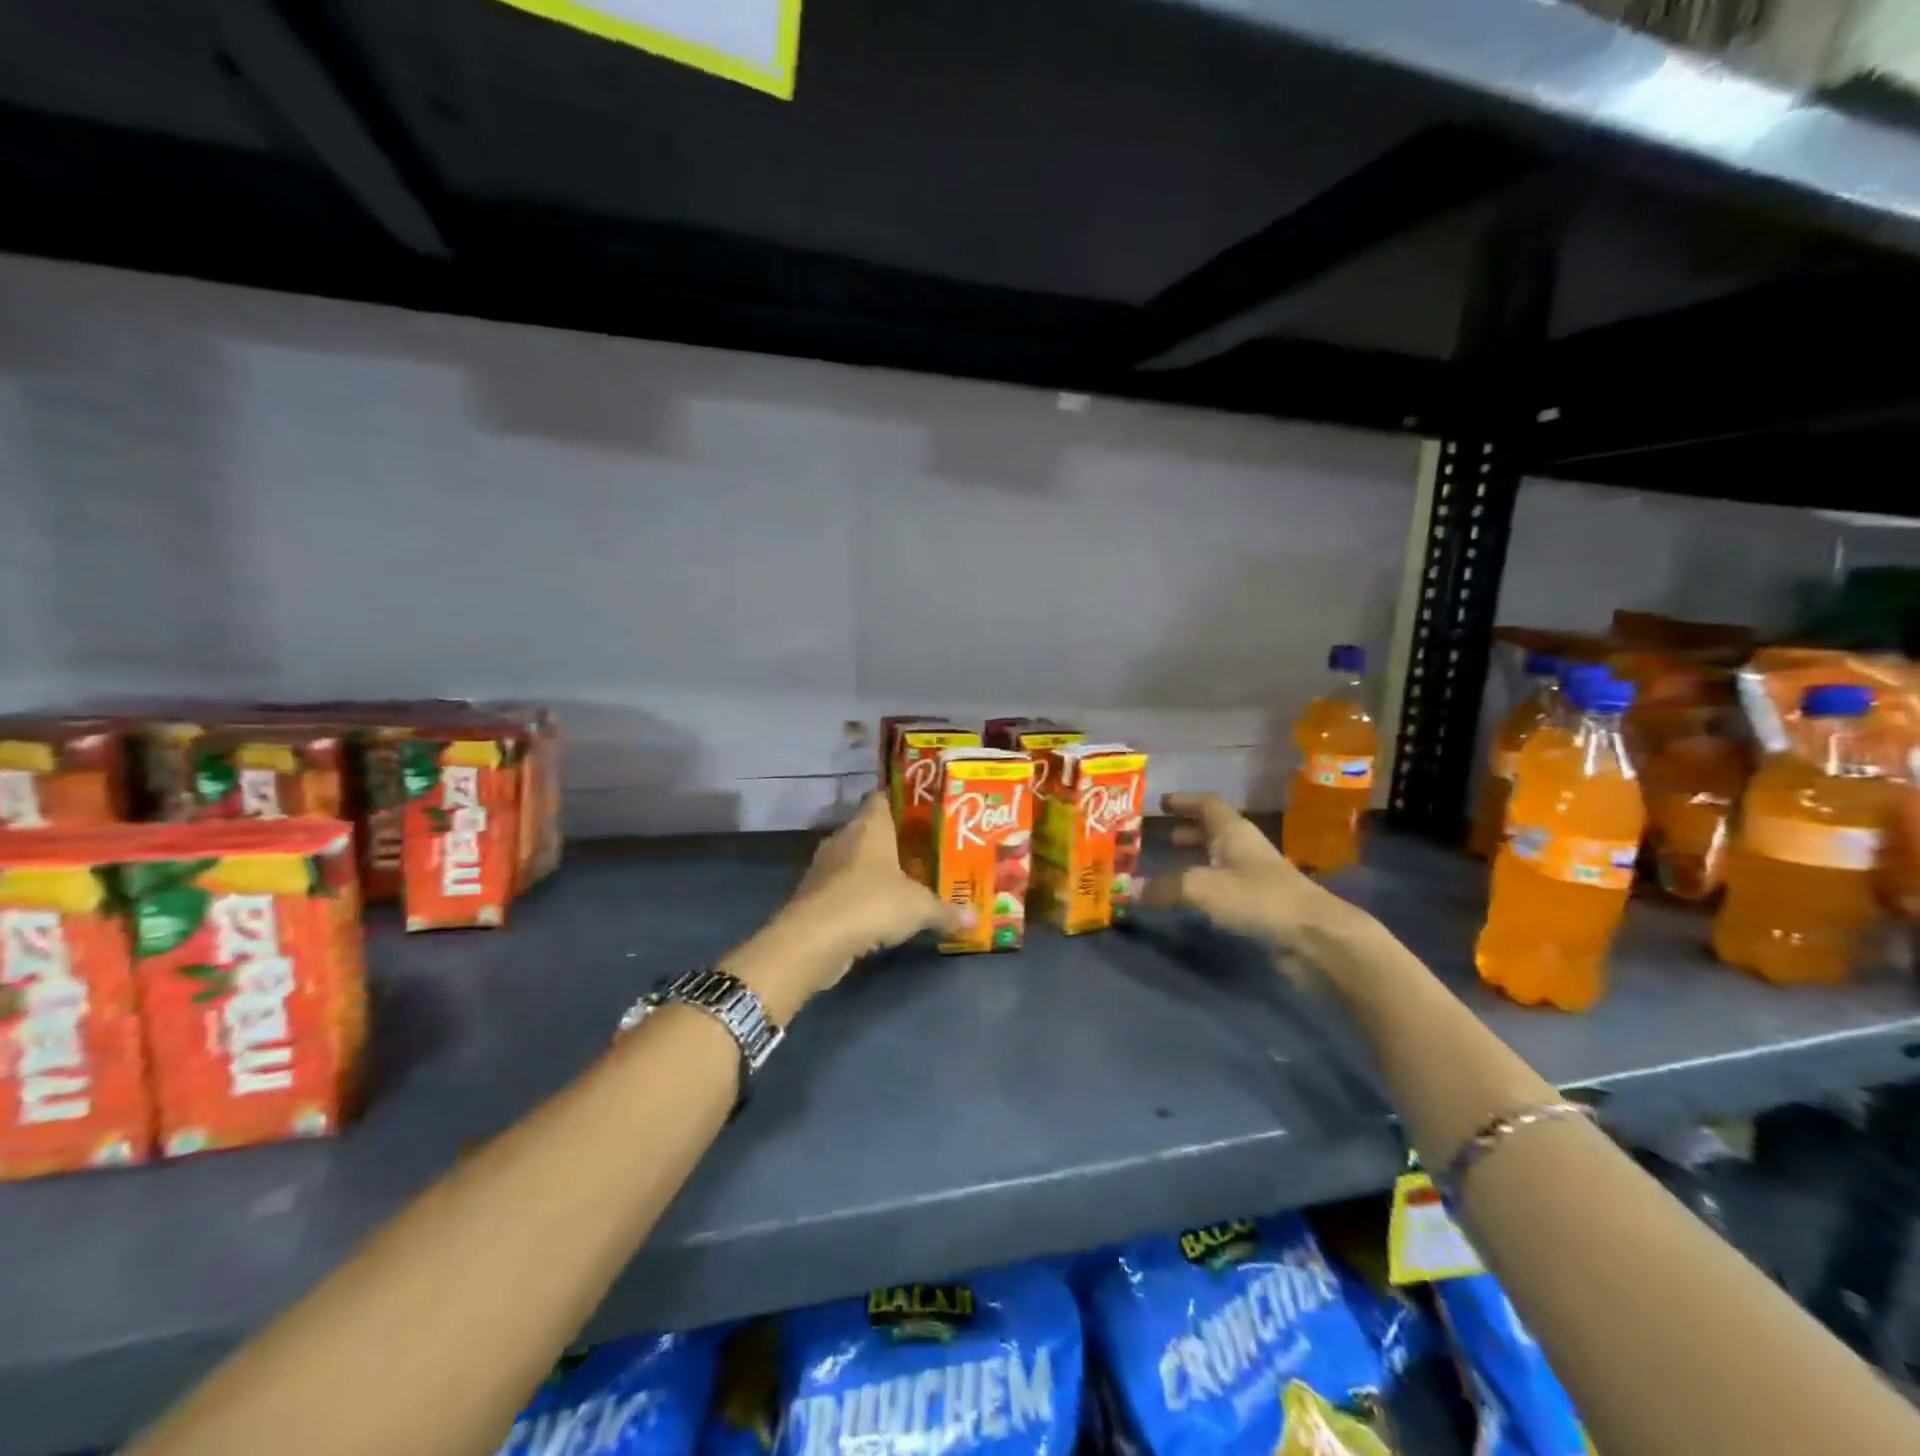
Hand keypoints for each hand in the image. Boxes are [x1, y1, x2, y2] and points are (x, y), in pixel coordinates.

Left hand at [726, 794, 967, 1018]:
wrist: (813, 940)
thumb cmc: (872, 903)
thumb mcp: (919, 908)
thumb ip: (946, 911)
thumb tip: (975, 919)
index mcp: (869, 826)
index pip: (882, 799)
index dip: (901, 803)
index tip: (922, 814)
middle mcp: (843, 838)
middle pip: (868, 830)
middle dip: (892, 842)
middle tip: (922, 853)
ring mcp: (823, 866)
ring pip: (853, 860)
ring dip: (871, 871)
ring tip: (902, 883)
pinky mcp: (812, 895)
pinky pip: (841, 887)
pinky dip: (856, 896)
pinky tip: (876, 912)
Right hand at [1140, 793, 1352, 954]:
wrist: (1314, 937)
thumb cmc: (1257, 898)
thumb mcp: (1201, 888)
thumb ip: (1164, 888)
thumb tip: (1129, 890)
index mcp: (1233, 831)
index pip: (1207, 804)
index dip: (1184, 801)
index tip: (1160, 803)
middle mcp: (1245, 848)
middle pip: (1213, 831)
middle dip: (1186, 831)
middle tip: (1157, 837)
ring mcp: (1256, 877)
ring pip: (1219, 859)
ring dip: (1195, 860)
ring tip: (1168, 867)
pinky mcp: (1261, 905)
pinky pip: (1225, 886)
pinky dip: (1205, 887)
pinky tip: (1190, 900)